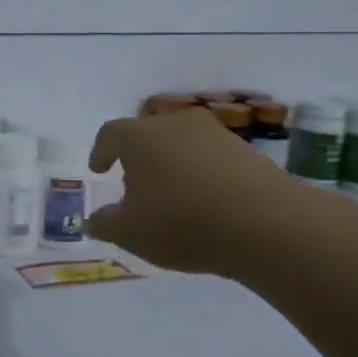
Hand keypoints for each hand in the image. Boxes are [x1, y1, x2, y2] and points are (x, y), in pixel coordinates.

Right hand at [85, 109, 299, 275]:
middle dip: (137, 159)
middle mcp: (174, 123)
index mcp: (138, 137)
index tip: (99, 169)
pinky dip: (200, 173)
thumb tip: (94, 219)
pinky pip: (210, 157)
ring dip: (171, 165)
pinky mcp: (244, 149)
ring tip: (172, 198)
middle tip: (134, 188)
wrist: (264, 222)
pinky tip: (206, 202)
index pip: (110, 134)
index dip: (100, 151)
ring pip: (180, 144)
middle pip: (147, 135)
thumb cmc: (181, 222)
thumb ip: (105, 223)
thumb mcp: (130, 233)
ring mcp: (213, 132)